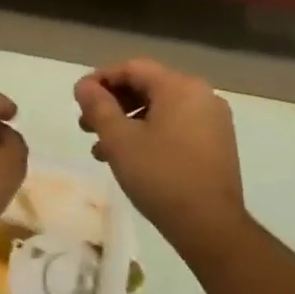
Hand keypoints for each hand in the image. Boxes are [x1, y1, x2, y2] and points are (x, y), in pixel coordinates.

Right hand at [74, 58, 247, 258]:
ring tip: (101, 148)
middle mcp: (202, 96)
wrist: (209, 225)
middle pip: (147, 87)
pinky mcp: (216, 144)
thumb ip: (98, 107)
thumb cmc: (160, 175)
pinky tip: (129, 159)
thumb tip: (84, 86)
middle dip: (112, 103)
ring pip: (160, 109)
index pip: (133, 68)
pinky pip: (176, 126)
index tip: (78, 99)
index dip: (100, 79)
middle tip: (85, 125)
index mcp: (180, 87)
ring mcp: (213, 121)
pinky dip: (149, 134)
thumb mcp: (119, 139)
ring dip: (127, 122)